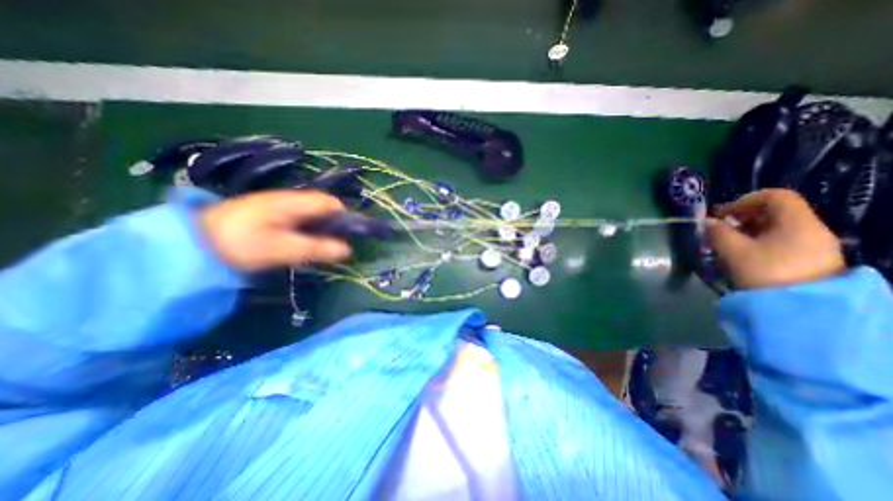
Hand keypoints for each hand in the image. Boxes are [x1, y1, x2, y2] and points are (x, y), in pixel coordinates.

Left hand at [200, 189, 351, 272]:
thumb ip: (316, 248)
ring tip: (321, 246)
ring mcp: (279, 205)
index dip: (344, 215)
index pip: (330, 202)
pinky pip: (300, 218)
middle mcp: (289, 199)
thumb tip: (348, 250)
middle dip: (333, 223)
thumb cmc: (239, 243)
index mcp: (293, 202)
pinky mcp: (271, 213)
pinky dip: (308, 229)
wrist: (192, 242)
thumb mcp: (281, 249)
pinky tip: (302, 242)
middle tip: (334, 244)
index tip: (349, 235)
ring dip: (321, 227)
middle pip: (323, 206)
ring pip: (312, 213)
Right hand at [705, 187, 845, 288]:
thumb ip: (717, 233)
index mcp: (798, 223)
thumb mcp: (734, 251)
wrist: (799, 311)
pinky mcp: (810, 261)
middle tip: (720, 231)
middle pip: (775, 212)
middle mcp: (811, 230)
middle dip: (743, 218)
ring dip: (748, 232)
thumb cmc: (765, 273)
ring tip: (727, 245)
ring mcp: (814, 247)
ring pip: (777, 229)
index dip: (744, 201)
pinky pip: (782, 242)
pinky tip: (744, 256)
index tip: (722, 215)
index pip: (775, 196)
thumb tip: (706, 222)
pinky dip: (759, 243)